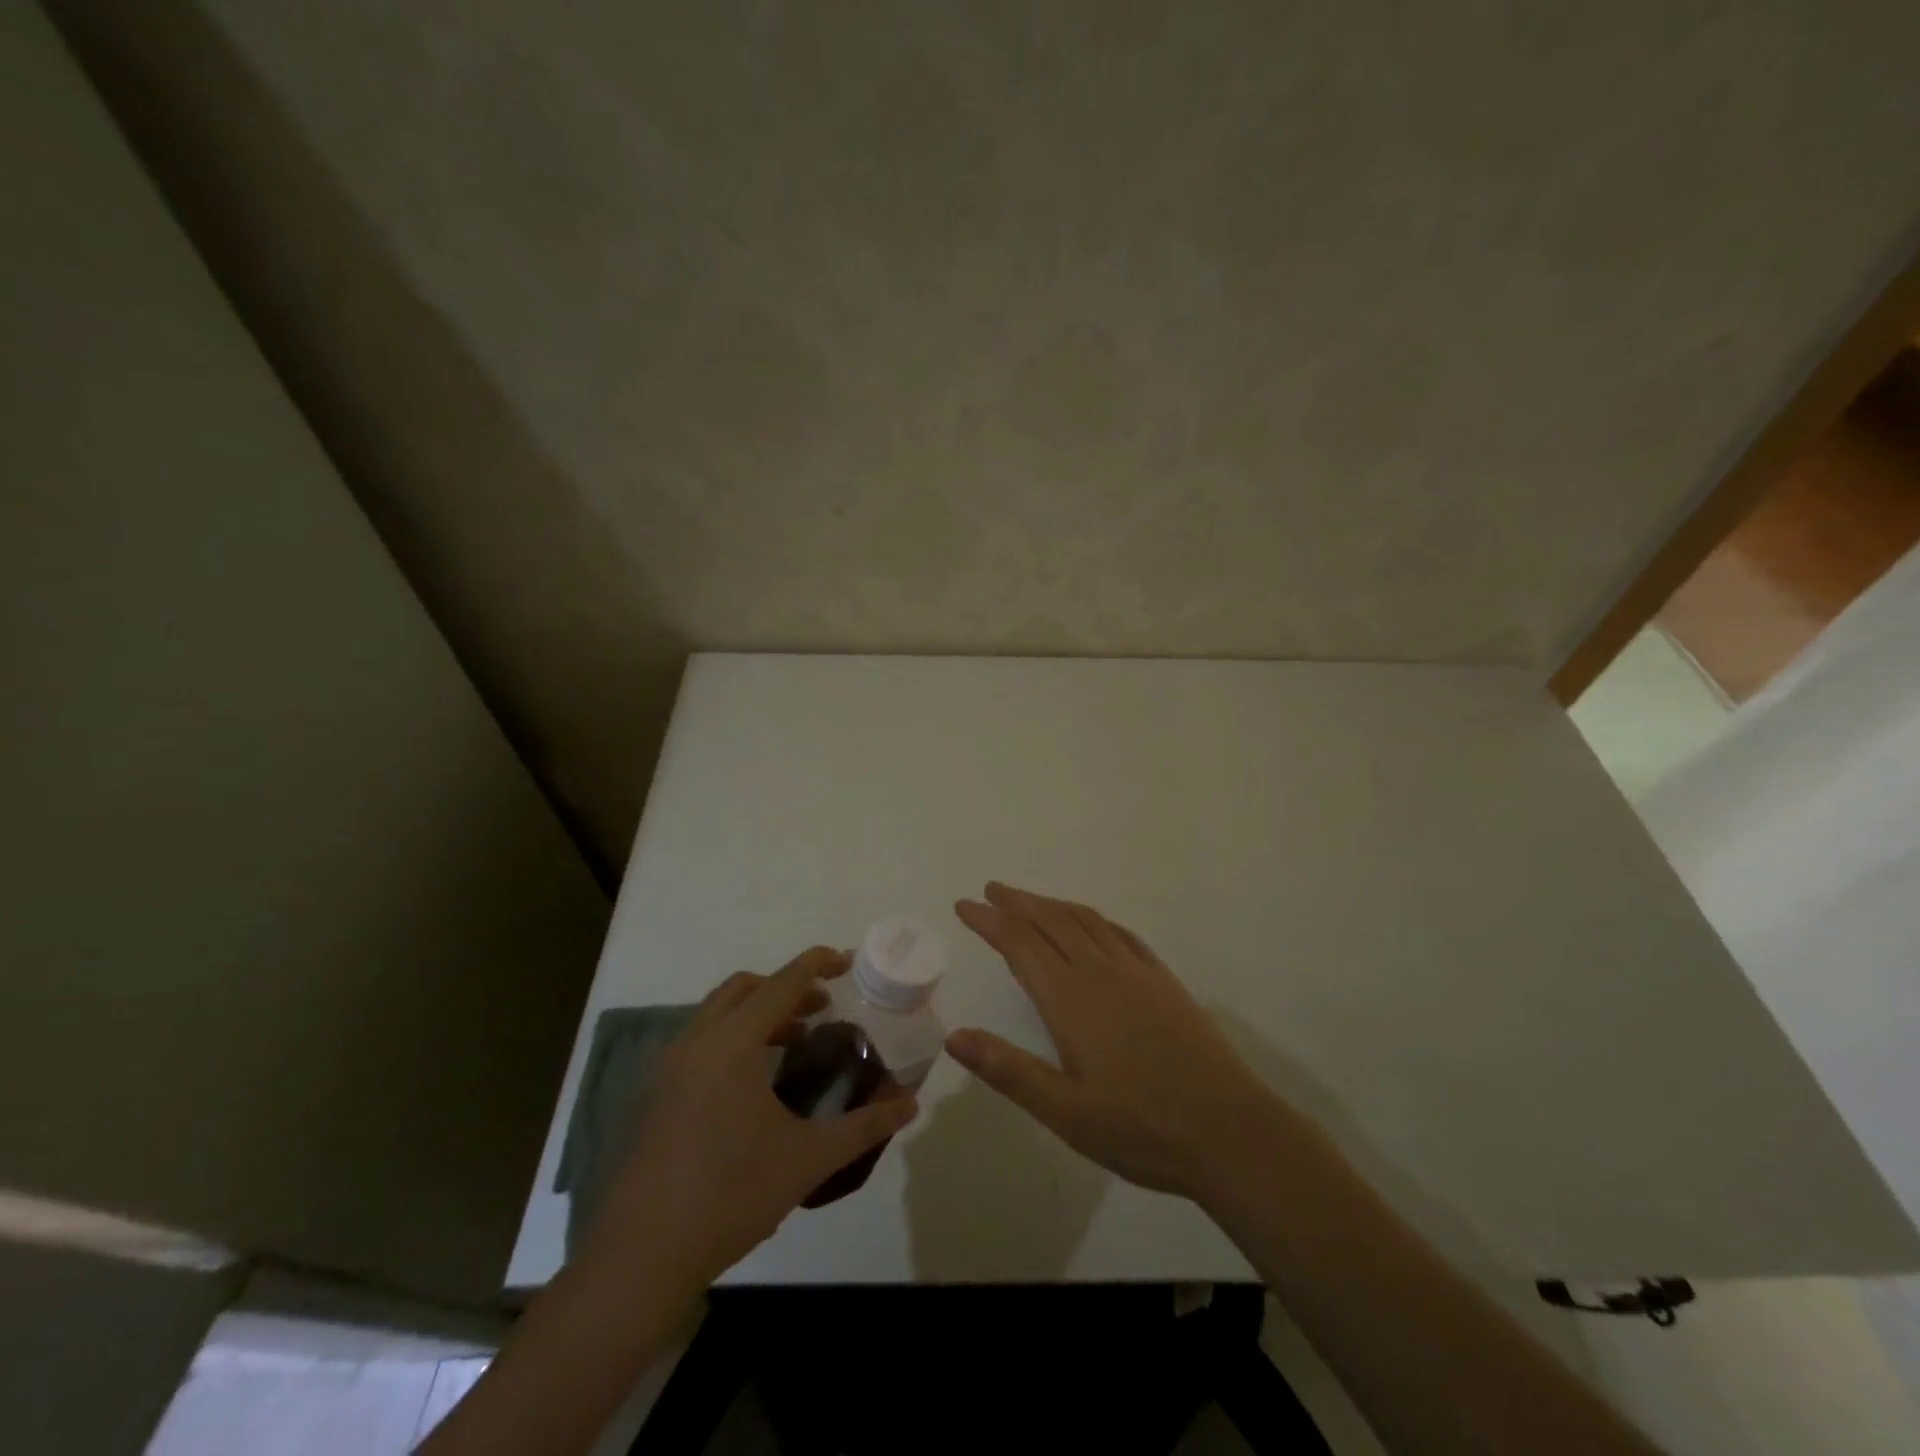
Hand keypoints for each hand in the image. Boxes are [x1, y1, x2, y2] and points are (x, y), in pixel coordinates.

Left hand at [587, 946, 917, 1290]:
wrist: (642, 1257)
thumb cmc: (731, 1195)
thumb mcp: (808, 1159)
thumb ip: (864, 1126)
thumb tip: (910, 1104)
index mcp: (731, 1043)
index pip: (782, 984)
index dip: (817, 964)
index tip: (847, 959)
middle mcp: (696, 1041)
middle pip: (745, 988)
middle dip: (786, 987)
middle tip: (823, 1007)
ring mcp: (669, 1067)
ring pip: (718, 1013)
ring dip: (759, 1012)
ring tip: (796, 1040)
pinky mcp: (657, 1094)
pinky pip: (702, 1040)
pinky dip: (734, 1036)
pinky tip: (756, 1081)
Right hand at [947, 883, 1279, 1202]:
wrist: (1230, 1131)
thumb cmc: (1141, 1128)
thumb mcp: (1066, 1112)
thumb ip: (1008, 1070)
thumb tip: (955, 1037)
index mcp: (1071, 999)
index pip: (1020, 944)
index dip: (990, 921)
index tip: (965, 904)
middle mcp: (1100, 973)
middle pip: (1051, 922)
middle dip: (1017, 903)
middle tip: (991, 890)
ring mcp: (1137, 973)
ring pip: (1086, 921)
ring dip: (1053, 905)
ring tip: (1030, 900)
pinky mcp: (1164, 982)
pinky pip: (1122, 935)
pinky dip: (1095, 920)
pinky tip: (1093, 926)